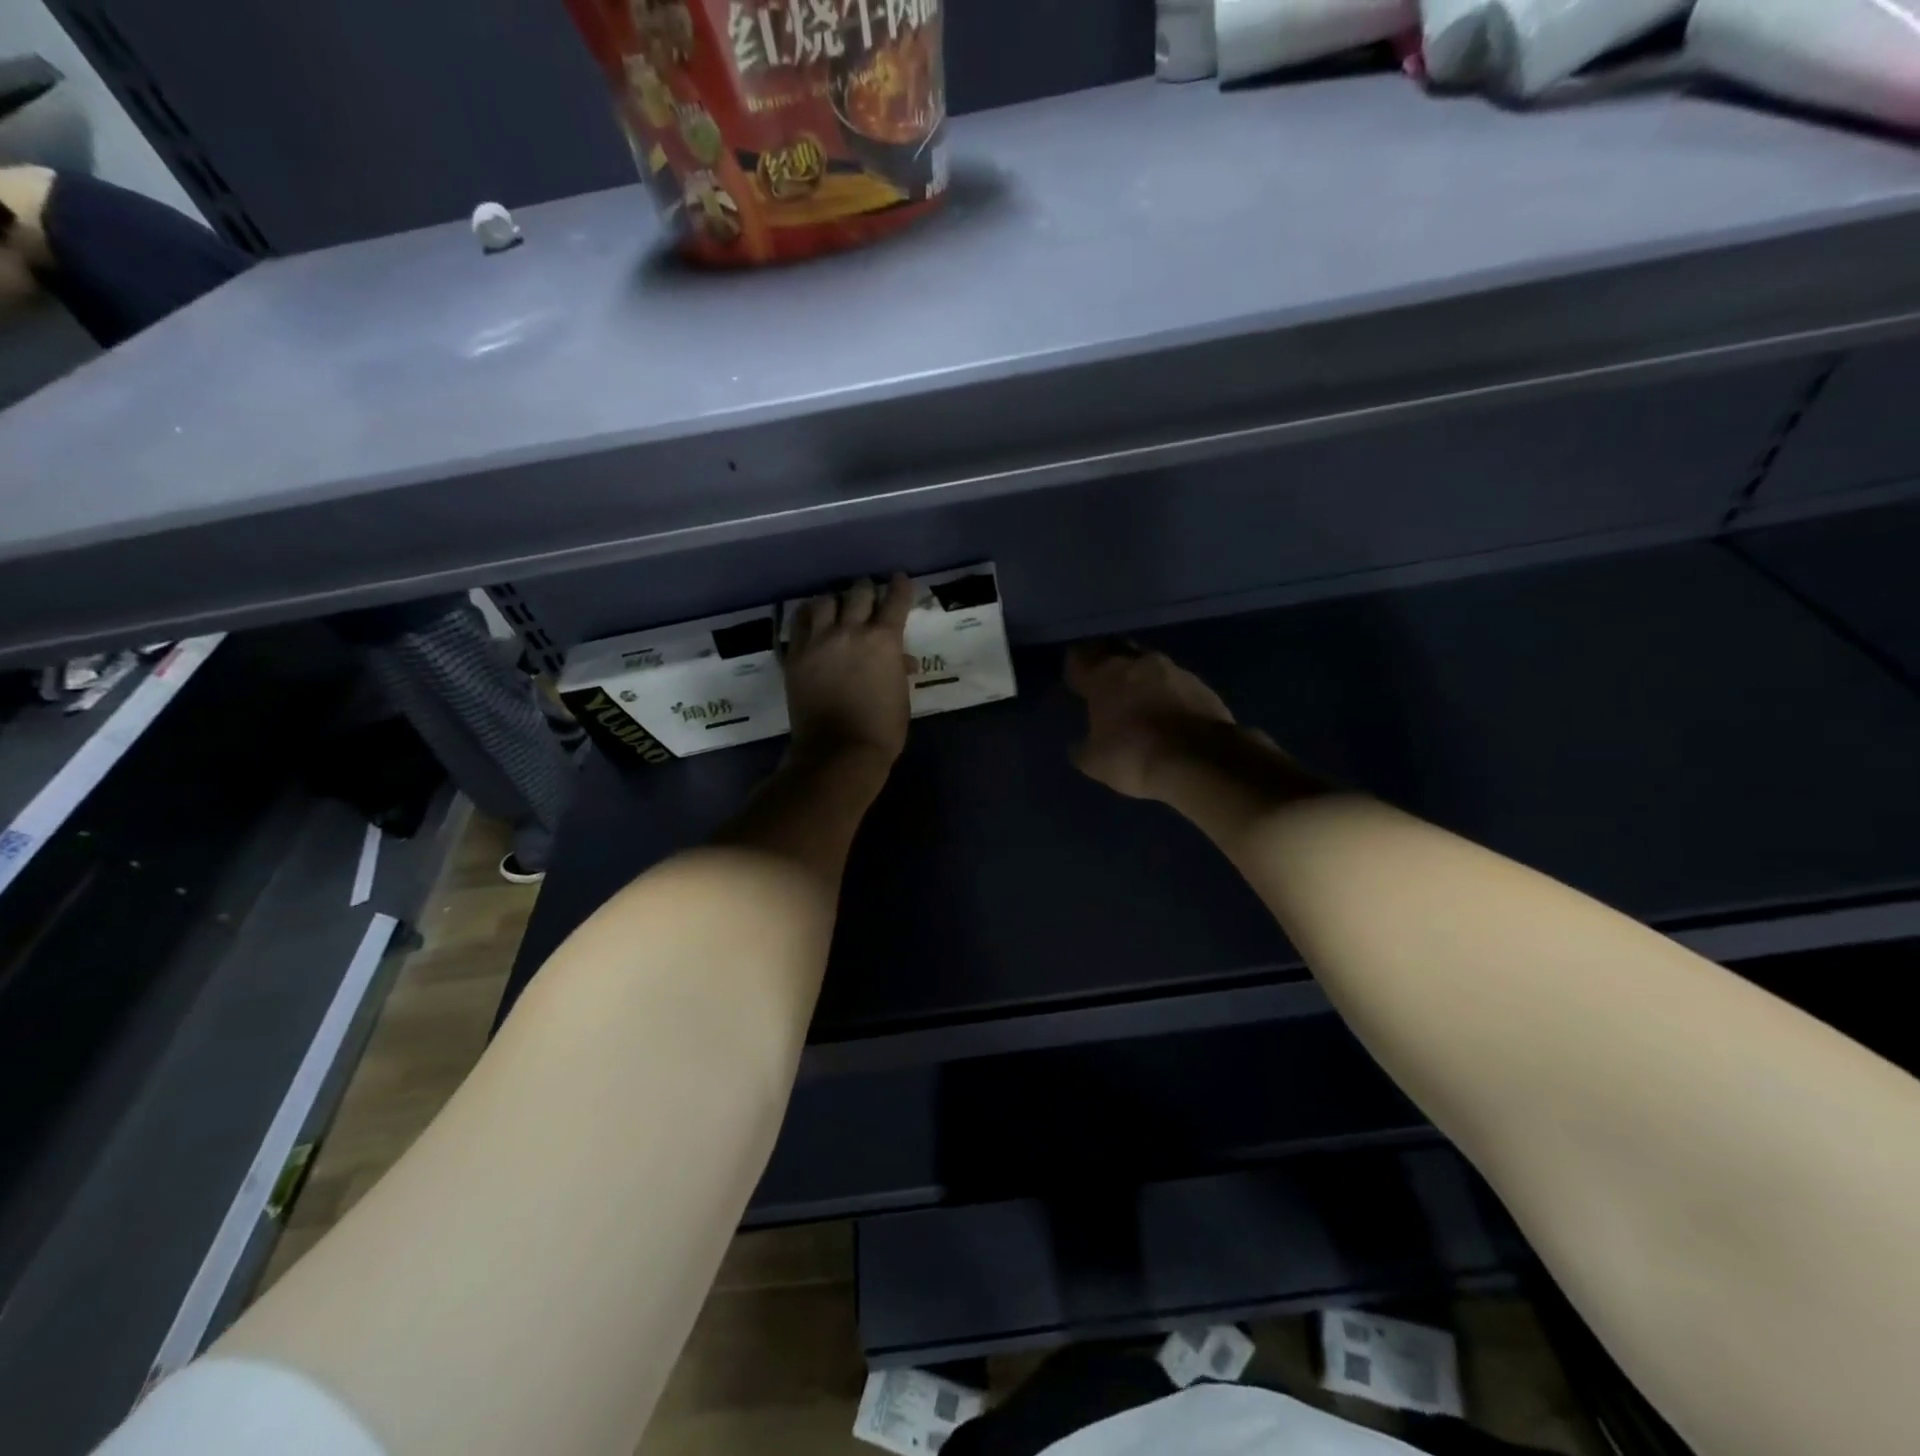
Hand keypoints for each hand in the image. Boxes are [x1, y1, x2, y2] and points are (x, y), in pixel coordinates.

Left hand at [784, 574, 914, 767]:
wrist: (838, 752)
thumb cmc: (881, 729)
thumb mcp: (901, 697)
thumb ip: (898, 670)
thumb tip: (902, 660)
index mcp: (884, 640)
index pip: (895, 599)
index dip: (900, 586)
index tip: (899, 580)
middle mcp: (851, 631)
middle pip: (859, 591)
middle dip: (867, 590)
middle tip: (869, 595)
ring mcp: (818, 641)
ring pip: (825, 600)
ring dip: (835, 600)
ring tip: (837, 608)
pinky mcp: (795, 655)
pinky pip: (799, 622)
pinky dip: (809, 616)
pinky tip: (812, 619)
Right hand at [1066, 640, 1242, 799]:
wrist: (1200, 761)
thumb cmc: (1134, 756)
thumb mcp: (1095, 763)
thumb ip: (1082, 748)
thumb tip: (1079, 745)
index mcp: (1104, 676)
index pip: (1079, 658)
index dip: (1075, 668)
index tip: (1074, 680)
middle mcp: (1138, 664)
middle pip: (1116, 650)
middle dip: (1107, 661)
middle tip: (1103, 679)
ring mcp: (1174, 671)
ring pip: (1149, 664)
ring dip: (1141, 676)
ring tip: (1138, 696)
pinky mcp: (1201, 685)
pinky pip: (1175, 682)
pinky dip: (1167, 692)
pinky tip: (1167, 711)